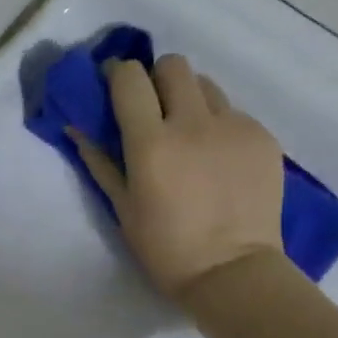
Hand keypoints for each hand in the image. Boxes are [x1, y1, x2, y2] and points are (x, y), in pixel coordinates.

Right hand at [73, 54, 283, 297]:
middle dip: (157, 79)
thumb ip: (100, 162)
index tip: (115, 84)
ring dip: (190, 98)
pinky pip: (234, 113)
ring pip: (206, 85)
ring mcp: (234, 126)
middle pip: (173, 65)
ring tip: (189, 133)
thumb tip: (75, 128)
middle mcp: (193, 123)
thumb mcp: (122, 208)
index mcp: (151, 143)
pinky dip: (219, 125)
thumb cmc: (165, 248)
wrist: (232, 272)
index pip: (130, 78)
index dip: (118, 74)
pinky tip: (217, 159)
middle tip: (154, 108)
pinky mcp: (262, 137)